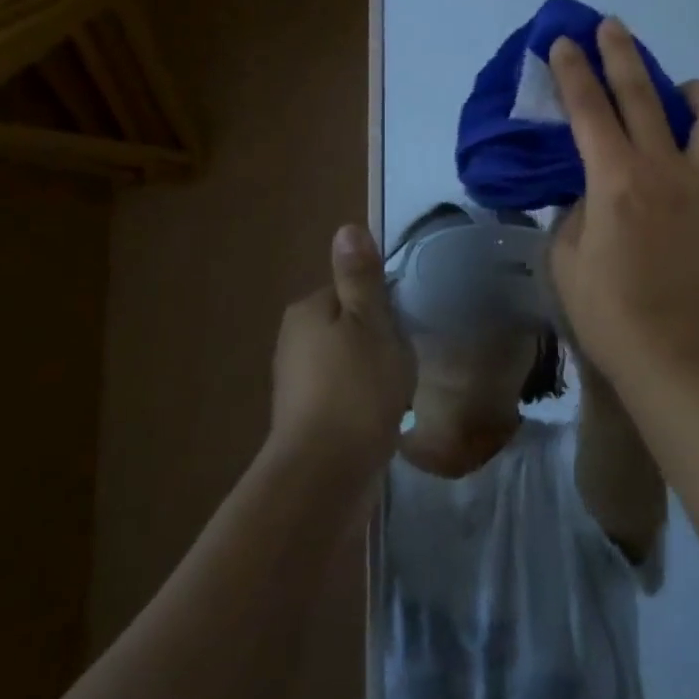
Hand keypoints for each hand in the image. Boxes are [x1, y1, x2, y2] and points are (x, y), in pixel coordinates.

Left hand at [268, 225, 413, 469]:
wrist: (326, 472)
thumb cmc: (358, 386)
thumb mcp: (371, 320)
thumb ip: (360, 276)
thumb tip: (347, 227)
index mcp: (309, 309)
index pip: (353, 288)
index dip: (385, 303)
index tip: (404, 325)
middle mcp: (294, 339)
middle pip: (350, 322)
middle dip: (379, 336)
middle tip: (404, 357)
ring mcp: (296, 381)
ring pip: (348, 357)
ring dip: (373, 367)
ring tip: (396, 387)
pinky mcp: (305, 416)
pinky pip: (343, 389)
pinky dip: (363, 394)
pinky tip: (381, 411)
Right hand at [547, 18, 698, 388]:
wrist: (676, 357)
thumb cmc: (610, 314)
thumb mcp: (567, 259)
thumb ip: (577, 211)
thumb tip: (595, 190)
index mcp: (616, 178)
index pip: (588, 108)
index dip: (572, 70)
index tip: (564, 41)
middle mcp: (666, 168)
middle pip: (643, 94)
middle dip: (621, 53)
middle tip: (612, 26)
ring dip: (698, 93)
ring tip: (686, 93)